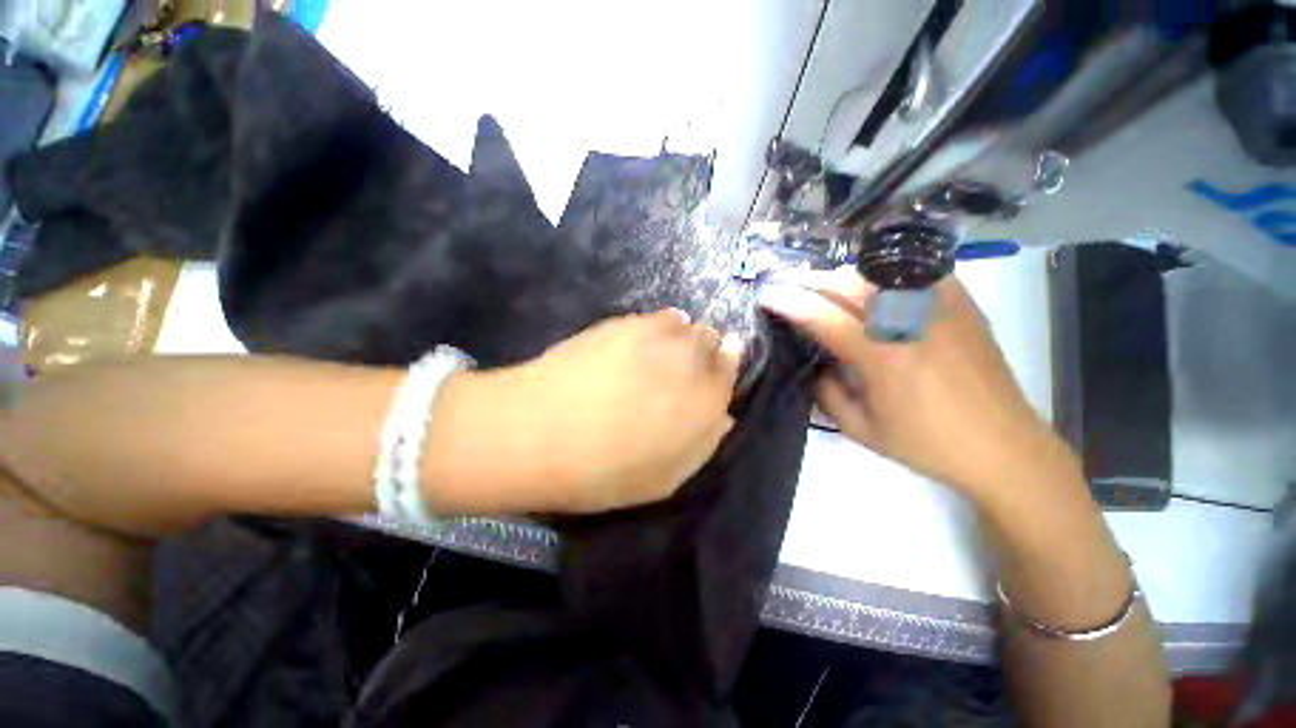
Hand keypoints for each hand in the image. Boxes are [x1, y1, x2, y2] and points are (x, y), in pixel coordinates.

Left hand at [435, 310, 741, 514]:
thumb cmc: (601, 470)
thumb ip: (701, 444)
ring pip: (685, 324)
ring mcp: (652, 335)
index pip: (730, 370)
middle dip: (707, 351)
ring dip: (683, 337)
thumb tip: (723, 416)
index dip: (728, 365)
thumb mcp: (662, 478)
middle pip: (711, 340)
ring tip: (664, 354)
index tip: (722, 366)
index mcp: (702, 401)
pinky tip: (642, 342)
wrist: (534, 432)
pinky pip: (656, 318)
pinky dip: (659, 327)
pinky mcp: (621, 323)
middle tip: (688, 368)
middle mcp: (686, 360)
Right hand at [758, 267, 1076, 505]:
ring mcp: (941, 308)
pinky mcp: (963, 305)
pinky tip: (875, 283)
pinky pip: (918, 272)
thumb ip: (826, 392)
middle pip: (849, 284)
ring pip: (880, 273)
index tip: (767, 296)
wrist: (1005, 448)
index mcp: (882, 357)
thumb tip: (814, 364)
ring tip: (824, 285)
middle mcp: (910, 323)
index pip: (823, 317)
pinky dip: (887, 272)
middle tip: (790, 287)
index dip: (790, 303)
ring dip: (843, 275)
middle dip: (811, 281)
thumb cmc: (927, 445)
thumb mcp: (861, 430)